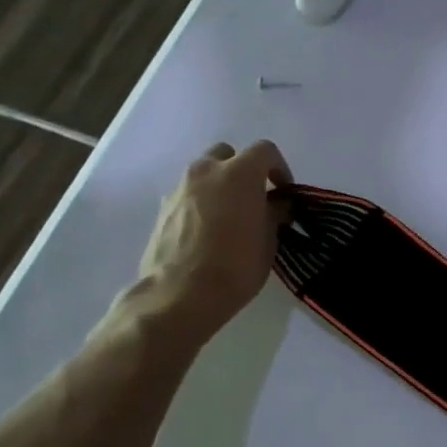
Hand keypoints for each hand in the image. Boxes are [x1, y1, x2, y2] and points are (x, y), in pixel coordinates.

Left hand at [131, 141, 292, 345]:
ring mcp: (179, 189)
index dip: (279, 168)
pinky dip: (201, 203)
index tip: (284, 192)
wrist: (179, 295)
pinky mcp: (162, 210)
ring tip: (231, 216)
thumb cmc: (235, 266)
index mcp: (238, 173)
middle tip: (255, 198)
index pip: (265, 151)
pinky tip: (209, 232)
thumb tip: (276, 204)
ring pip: (204, 174)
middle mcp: (205, 172)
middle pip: (228, 154)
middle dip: (243, 170)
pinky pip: (188, 195)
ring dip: (220, 186)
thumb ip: (274, 213)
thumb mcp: (269, 240)